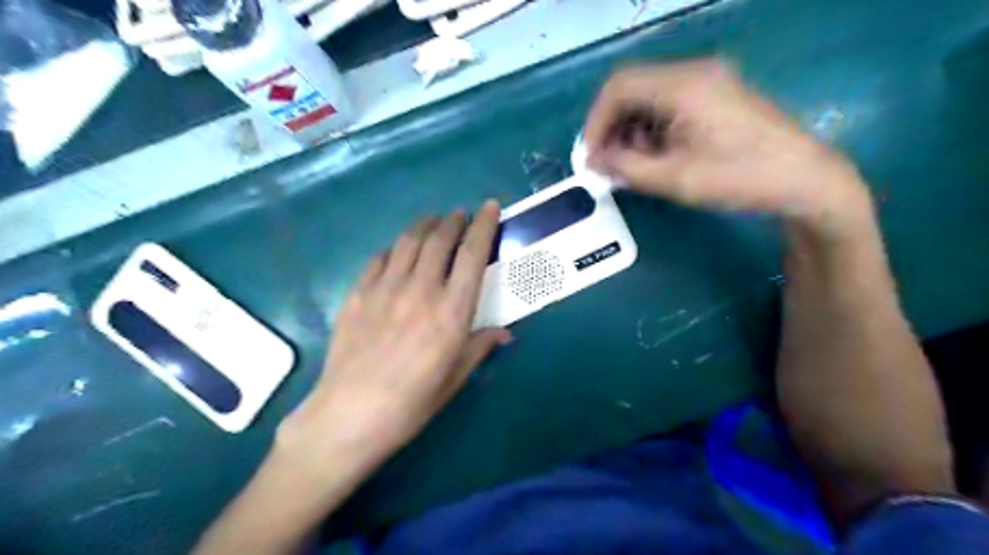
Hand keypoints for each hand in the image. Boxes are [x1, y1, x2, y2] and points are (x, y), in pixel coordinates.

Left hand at [277, 201, 509, 465]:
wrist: (350, 414)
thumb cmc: (412, 402)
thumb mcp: (454, 378)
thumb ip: (479, 346)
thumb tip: (504, 333)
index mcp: (451, 311)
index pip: (473, 255)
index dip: (484, 226)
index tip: (490, 207)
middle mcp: (421, 289)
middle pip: (440, 239)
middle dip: (454, 220)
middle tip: (460, 215)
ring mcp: (385, 287)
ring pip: (409, 241)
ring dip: (425, 225)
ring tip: (433, 221)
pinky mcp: (358, 293)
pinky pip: (380, 258)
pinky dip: (395, 247)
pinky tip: (398, 250)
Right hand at [585, 59, 871, 235]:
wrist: (805, 178)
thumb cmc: (740, 178)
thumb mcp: (675, 179)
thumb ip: (626, 168)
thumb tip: (594, 162)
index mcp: (683, 86)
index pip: (618, 87)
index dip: (595, 122)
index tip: (590, 156)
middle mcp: (693, 73)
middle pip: (632, 90)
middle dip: (612, 129)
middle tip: (608, 165)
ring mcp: (707, 82)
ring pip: (648, 99)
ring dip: (631, 131)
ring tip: (633, 167)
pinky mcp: (715, 95)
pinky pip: (668, 105)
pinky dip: (652, 130)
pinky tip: (656, 157)